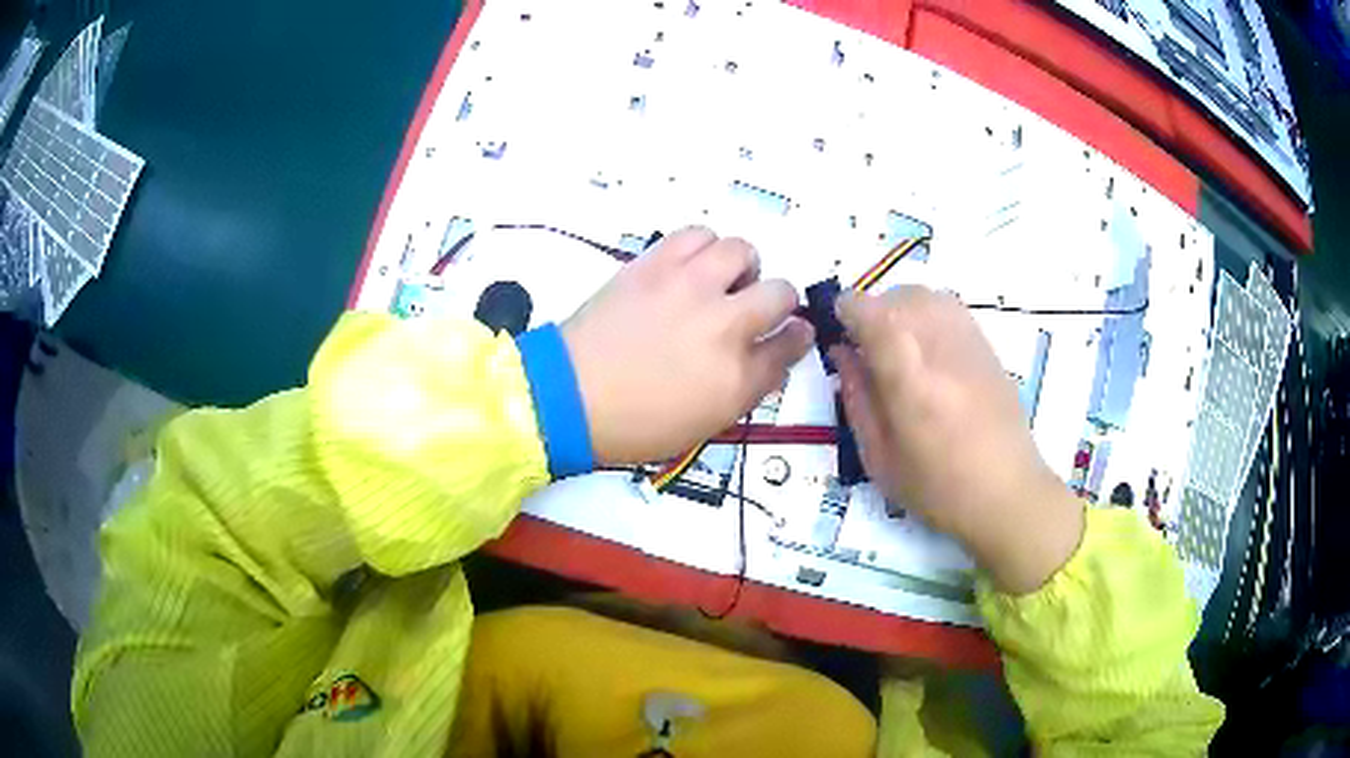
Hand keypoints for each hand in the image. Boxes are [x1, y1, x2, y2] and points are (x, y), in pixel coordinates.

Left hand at [562, 227, 813, 466]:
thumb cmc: (635, 424)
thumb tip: (772, 353)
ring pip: (742, 250)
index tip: (791, 334)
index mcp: (736, 376)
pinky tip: (691, 266)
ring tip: (720, 282)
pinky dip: (704, 247)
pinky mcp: (655, 264)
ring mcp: (688, 287)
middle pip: (780, 293)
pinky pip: (697, 234)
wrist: (568, 396)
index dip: (797, 337)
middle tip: (753, 310)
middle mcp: (722, 324)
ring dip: (741, 267)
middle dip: (779, 302)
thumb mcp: (704, 424)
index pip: (791, 345)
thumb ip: (748, 387)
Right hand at [832, 286, 1082, 594]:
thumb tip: (842, 353)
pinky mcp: (987, 345)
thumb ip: (856, 398)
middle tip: (865, 346)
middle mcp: (939, 344)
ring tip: (897, 346)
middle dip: (872, 311)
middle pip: (896, 297)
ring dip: (901, 309)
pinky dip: (927, 315)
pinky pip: (949, 309)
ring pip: (925, 295)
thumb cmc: (936, 487)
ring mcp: (968, 340)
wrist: (1006, 492)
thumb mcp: (879, 456)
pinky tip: (927, 351)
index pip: (869, 311)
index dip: (845, 311)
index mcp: (908, 376)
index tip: (836, 330)